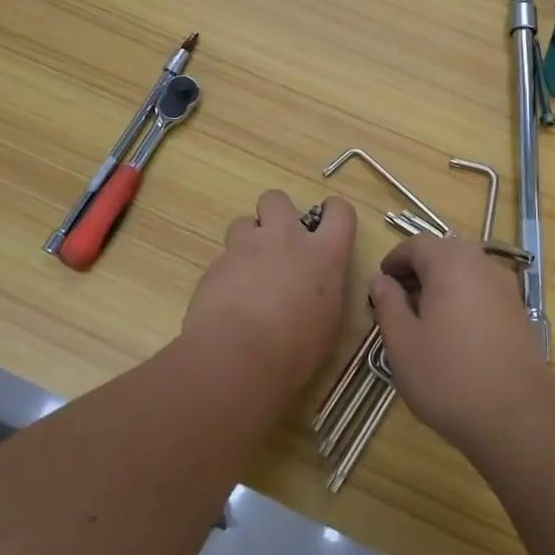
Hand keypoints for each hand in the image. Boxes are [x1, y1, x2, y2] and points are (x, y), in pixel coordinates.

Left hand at [183, 190, 357, 388]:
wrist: (237, 356)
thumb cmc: (295, 349)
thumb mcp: (327, 323)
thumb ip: (324, 293)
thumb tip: (315, 291)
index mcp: (324, 254)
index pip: (339, 211)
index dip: (333, 214)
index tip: (327, 228)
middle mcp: (286, 239)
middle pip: (277, 199)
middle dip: (276, 214)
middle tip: (278, 245)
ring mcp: (246, 248)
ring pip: (244, 222)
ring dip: (248, 241)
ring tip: (249, 272)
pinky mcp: (215, 265)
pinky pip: (223, 258)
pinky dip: (227, 273)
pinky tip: (228, 301)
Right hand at [369, 235, 554, 456]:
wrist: (519, 419)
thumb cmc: (449, 376)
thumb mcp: (402, 342)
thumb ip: (387, 303)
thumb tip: (381, 279)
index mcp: (451, 263)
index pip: (416, 244)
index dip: (394, 261)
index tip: (380, 288)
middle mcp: (482, 265)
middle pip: (443, 254)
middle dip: (417, 274)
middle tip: (397, 307)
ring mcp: (505, 288)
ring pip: (464, 273)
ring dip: (440, 288)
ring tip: (422, 325)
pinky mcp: (518, 313)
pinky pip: (482, 293)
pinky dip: (462, 302)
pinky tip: (453, 339)